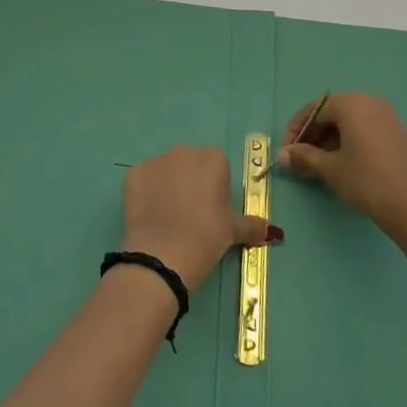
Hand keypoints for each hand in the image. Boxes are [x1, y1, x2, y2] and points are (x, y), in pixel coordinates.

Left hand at [120, 145, 275, 290]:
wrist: (163, 255)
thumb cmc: (206, 237)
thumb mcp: (233, 232)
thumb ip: (253, 225)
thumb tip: (273, 231)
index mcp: (212, 158)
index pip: (218, 166)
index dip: (217, 188)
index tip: (214, 211)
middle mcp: (183, 151)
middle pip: (191, 164)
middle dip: (192, 183)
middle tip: (193, 216)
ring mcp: (155, 160)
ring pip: (166, 171)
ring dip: (169, 187)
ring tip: (170, 219)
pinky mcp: (133, 174)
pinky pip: (144, 180)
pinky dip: (147, 194)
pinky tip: (151, 217)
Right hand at [277, 91, 406, 244]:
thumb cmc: (367, 181)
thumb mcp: (330, 168)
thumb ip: (304, 156)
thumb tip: (283, 155)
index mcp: (351, 103)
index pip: (313, 110)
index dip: (295, 131)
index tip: (286, 153)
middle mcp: (369, 102)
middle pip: (331, 114)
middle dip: (312, 137)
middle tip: (299, 162)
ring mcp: (386, 117)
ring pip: (348, 124)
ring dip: (328, 142)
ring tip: (316, 168)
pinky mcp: (397, 134)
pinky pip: (364, 131)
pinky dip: (348, 144)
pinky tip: (340, 166)